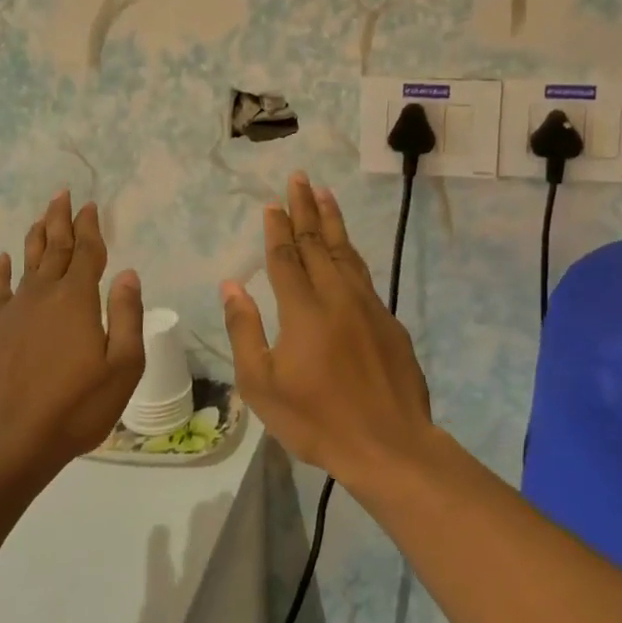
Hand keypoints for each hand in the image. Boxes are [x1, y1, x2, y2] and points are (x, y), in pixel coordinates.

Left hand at [0, 190, 145, 483]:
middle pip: (54, 248)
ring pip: (26, 263)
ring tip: (40, 217)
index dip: (90, 227)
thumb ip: (127, 316)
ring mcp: (12, 312)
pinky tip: (3, 259)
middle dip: (61, 220)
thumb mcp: (122, 367)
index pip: (87, 252)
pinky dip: (1, 271)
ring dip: (35, 237)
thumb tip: (127, 273)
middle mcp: (43, 295)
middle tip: (62, 195)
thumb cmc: (75, 408)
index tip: (90, 205)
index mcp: (77, 300)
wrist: (6, 443)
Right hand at [220, 172, 434, 492]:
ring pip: (346, 252)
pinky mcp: (388, 320)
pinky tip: (347, 248)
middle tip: (299, 178)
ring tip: (325, 194)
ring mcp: (367, 305)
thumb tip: (232, 285)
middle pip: (317, 243)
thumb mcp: (262, 384)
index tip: (272, 203)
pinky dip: (351, 252)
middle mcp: (336, 296)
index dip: (277, 229)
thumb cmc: (316, 420)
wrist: (389, 444)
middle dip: (305, 208)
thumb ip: (244, 330)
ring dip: (333, 221)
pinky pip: (363, 274)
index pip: (285, 258)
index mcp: (302, 310)